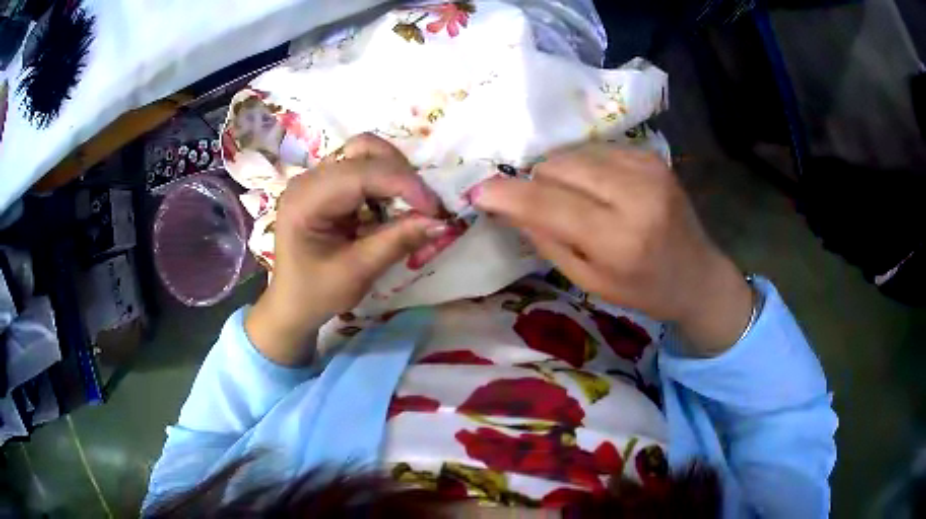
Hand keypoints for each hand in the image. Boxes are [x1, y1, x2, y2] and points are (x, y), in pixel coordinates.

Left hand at [246, 134, 445, 364]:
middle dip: (401, 173)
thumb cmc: (316, 293)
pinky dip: (385, 182)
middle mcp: (308, 178)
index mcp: (305, 199)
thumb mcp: (357, 272)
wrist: (291, 304)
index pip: (361, 173)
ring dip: (395, 174)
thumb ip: (397, 241)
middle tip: (423, 206)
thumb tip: (441, 222)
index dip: (404, 184)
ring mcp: (316, 178)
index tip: (435, 209)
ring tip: (409, 206)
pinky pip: (363, 168)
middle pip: (363, 150)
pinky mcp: (326, 184)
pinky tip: (390, 208)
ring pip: (366, 153)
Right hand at [474, 145, 752, 355]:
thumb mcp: (589, 279)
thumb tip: (507, 205)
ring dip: (560, 174)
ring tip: (575, 200)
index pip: (549, 204)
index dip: (508, 195)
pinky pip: (595, 150)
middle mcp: (636, 194)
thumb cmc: (642, 289)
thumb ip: (547, 239)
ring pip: (573, 153)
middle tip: (541, 205)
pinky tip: (599, 189)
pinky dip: (585, 167)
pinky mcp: (651, 155)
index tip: (479, 192)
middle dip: (537, 183)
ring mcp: (647, 168)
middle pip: (558, 166)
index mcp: (620, 239)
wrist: (697, 273)